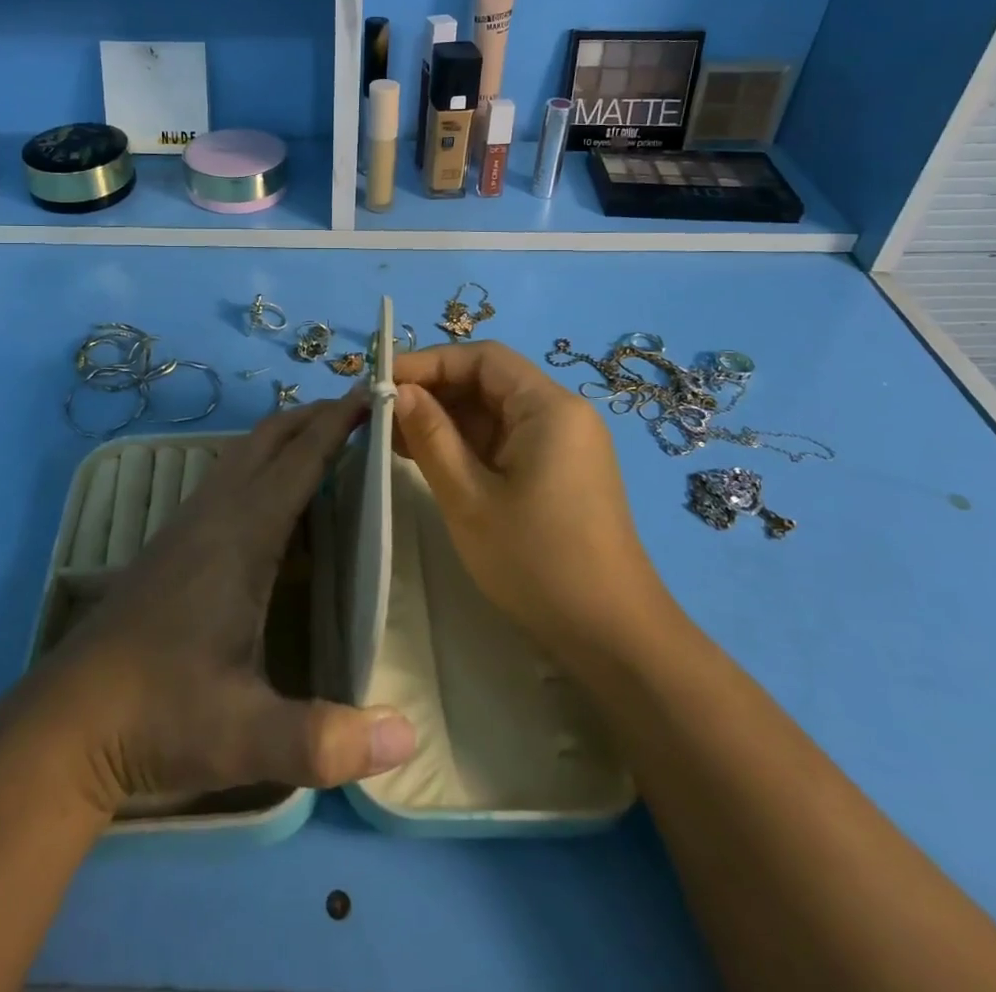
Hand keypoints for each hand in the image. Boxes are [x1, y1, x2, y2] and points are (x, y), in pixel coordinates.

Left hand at [43, 395, 416, 813]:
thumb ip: (325, 741)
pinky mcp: (171, 543)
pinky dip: (260, 462)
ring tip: (324, 439)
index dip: (338, 422)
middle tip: (362, 411)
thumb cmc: (160, 717)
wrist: (66, 724)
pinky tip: (272, 496)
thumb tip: (409, 740)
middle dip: (314, 416)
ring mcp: (186, 526)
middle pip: (267, 439)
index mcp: (240, 537)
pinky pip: (225, 477)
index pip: (298, 460)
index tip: (375, 391)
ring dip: (284, 435)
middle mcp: (213, 515)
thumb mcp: (246, 736)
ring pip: (241, 454)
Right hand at [391, 342, 665, 660]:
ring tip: (394, 438)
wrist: (613, 636)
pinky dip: (468, 444)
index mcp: (549, 407)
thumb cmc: (536, 561)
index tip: (384, 381)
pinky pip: (507, 440)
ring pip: (495, 412)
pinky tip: (429, 459)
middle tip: (382, 414)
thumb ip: (431, 437)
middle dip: (434, 392)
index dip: (429, 362)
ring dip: (447, 420)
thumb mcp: (469, 498)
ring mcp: (564, 444)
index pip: (483, 359)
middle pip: (490, 381)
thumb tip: (400, 392)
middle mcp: (562, 414)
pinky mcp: (561, 471)